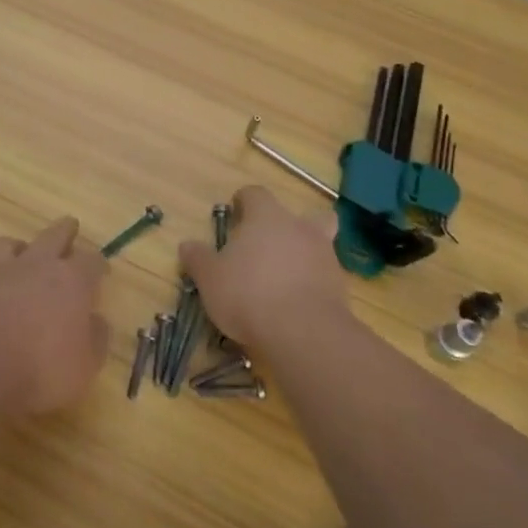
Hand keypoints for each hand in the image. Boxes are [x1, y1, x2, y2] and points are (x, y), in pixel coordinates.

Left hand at [0, 217, 108, 415]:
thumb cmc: (39, 369)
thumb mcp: (83, 367)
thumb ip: (94, 340)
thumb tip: (97, 322)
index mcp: (70, 282)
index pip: (91, 262)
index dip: (98, 264)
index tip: (102, 269)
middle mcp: (34, 267)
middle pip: (53, 236)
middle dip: (65, 231)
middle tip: (70, 226)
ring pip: (8, 244)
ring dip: (17, 247)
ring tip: (19, 253)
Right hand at [179, 186, 347, 353]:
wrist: (304, 333)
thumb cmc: (249, 293)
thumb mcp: (210, 278)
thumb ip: (198, 259)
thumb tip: (187, 245)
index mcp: (267, 217)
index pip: (256, 194)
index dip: (244, 201)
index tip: (235, 214)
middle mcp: (299, 228)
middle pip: (303, 215)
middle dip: (288, 226)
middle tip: (268, 246)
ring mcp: (325, 256)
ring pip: (318, 245)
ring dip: (303, 256)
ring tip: (281, 280)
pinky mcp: (340, 287)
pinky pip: (324, 276)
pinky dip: (312, 284)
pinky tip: (296, 303)